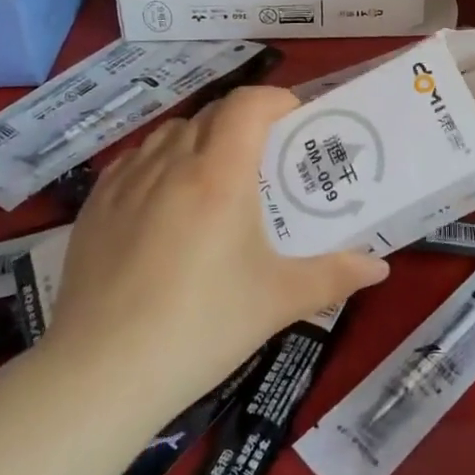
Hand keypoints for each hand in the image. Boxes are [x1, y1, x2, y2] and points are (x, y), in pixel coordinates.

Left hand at [43, 87, 389, 408]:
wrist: (102, 374)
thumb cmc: (203, 328)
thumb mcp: (279, 301)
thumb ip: (335, 276)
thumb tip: (379, 268)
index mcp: (218, 175)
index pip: (247, 104)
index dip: (275, 99)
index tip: (295, 120)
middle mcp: (170, 164)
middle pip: (211, 114)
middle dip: (244, 122)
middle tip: (266, 158)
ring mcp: (125, 183)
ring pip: (170, 133)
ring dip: (200, 138)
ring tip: (217, 177)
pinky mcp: (94, 207)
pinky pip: (134, 160)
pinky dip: (160, 161)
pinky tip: (166, 200)